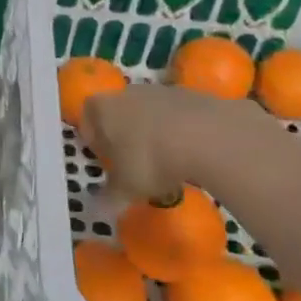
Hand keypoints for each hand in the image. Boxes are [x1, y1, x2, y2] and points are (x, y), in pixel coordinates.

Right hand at [81, 82, 277, 200]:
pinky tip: (193, 154)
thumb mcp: (127, 187)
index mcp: (104, 108)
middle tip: (134, 162)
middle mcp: (130, 92)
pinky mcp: (197, 96)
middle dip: (125, 134)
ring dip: (156, 132)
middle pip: (121, 111)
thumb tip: (99, 210)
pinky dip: (183, 131)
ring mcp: (165, 91)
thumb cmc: (152, 160)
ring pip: (153, 112)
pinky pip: (182, 116)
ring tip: (168, 161)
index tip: (104, 159)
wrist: (211, 138)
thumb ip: (111, 196)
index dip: (94, 138)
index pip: (88, 116)